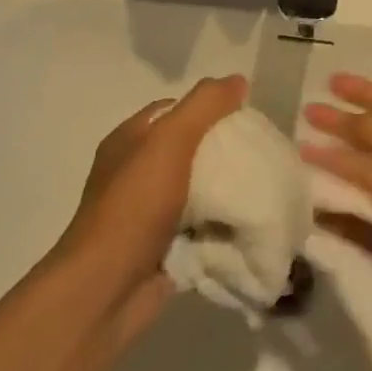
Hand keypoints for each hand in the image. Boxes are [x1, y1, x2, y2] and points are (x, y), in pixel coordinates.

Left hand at [52, 75, 247, 345]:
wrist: (106, 290)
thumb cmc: (134, 206)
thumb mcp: (169, 141)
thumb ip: (204, 106)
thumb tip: (236, 80)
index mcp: (130, 141)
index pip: (175, 111)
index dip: (209, 109)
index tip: (246, 118)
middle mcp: (136, 173)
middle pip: (190, 151)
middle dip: (224, 152)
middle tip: (262, 154)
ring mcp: (148, 214)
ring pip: (198, 192)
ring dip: (227, 192)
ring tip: (266, 187)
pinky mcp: (163, 249)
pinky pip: (201, 229)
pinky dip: (222, 227)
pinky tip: (251, 223)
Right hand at [303, 74, 371, 370]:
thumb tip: (351, 117)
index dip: (365, 90)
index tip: (329, 81)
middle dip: (344, 123)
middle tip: (306, 114)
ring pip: (366, 175)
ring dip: (336, 161)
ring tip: (300, 152)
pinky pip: (358, 222)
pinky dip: (335, 213)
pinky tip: (309, 210)